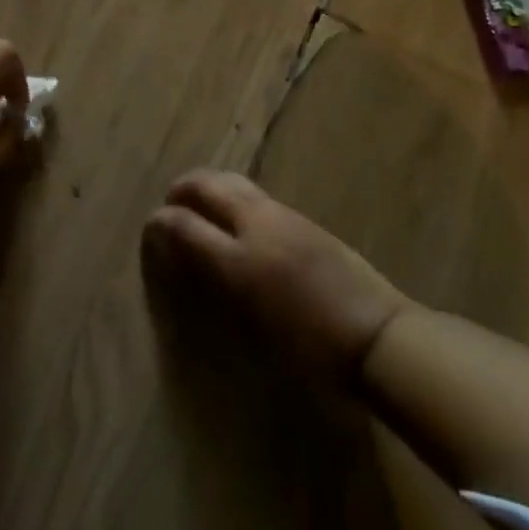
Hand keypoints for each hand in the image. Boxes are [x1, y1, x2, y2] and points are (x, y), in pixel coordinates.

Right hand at [144, 170, 407, 382]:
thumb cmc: (311, 346)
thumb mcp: (252, 324)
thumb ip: (213, 283)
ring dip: (209, 187)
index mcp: (240, 257)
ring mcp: (284, 217)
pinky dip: (233, 196)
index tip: (149, 228)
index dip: (161, 224)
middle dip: (183, 189)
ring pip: (234, 183)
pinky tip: (236, 217)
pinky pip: (255, 195)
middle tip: (171, 204)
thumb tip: (183, 256)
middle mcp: (258, 224)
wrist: (378, 336)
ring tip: (199, 205)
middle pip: (209, 185)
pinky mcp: (304, 221)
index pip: (185, 225)